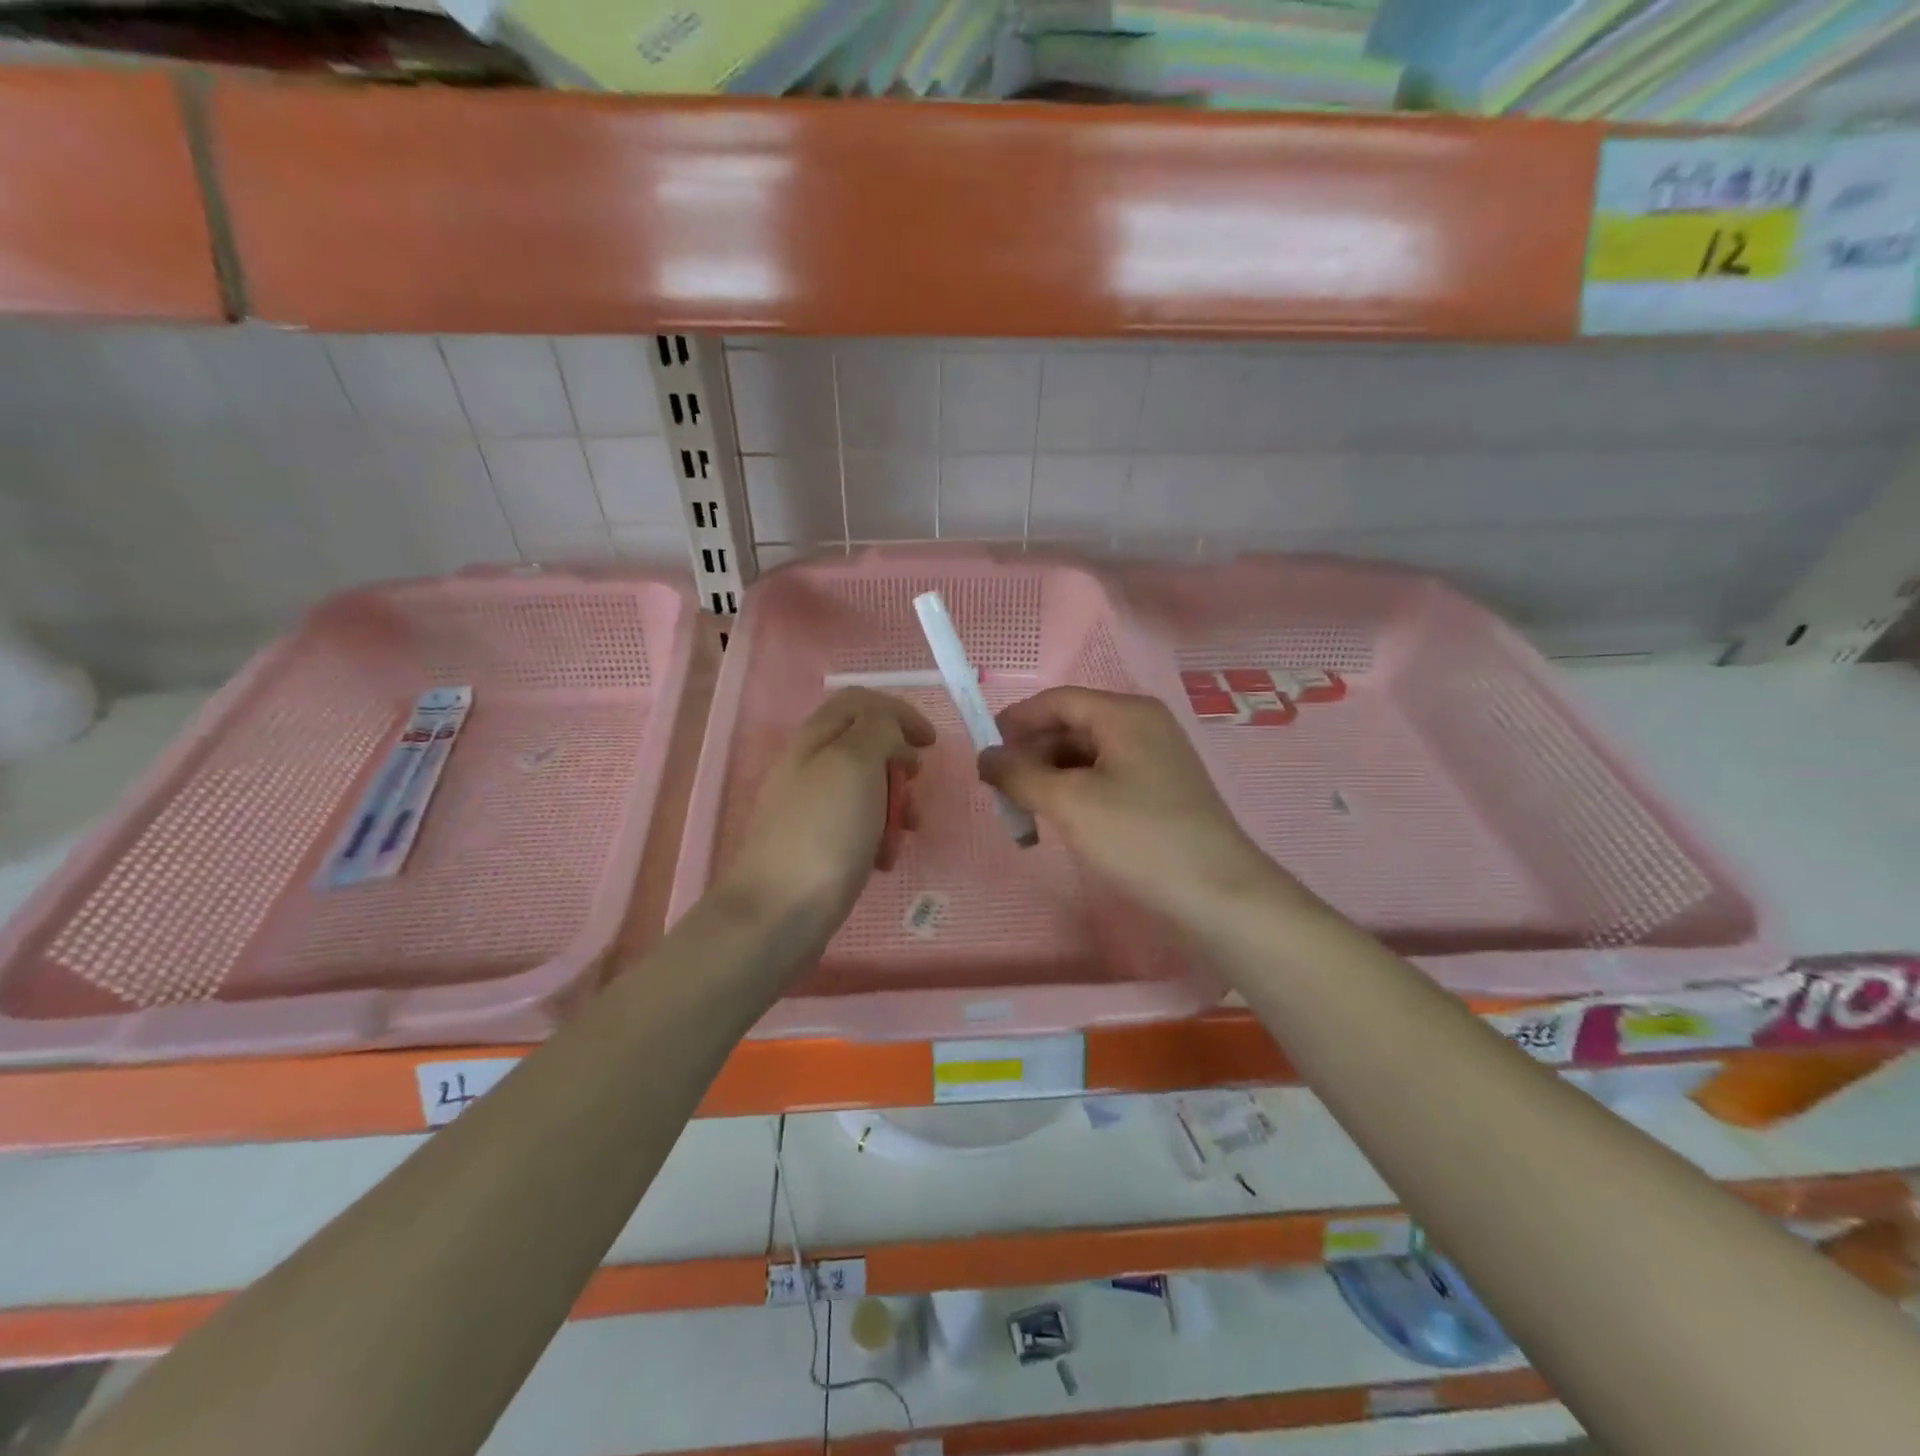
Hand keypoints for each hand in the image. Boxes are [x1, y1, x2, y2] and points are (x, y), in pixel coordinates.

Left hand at [719, 689, 935, 938]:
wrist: (778, 912)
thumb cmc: (825, 831)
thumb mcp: (855, 763)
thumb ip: (878, 730)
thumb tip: (891, 730)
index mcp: (816, 737)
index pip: (861, 702)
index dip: (900, 713)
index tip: (930, 744)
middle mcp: (809, 765)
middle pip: (865, 744)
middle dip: (899, 763)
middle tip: (915, 786)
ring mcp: (810, 807)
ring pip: (866, 788)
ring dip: (895, 803)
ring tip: (908, 830)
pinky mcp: (816, 845)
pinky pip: (857, 826)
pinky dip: (878, 835)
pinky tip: (884, 860)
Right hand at [979, 688, 1292, 928]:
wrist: (1218, 894)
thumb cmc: (1139, 837)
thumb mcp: (1069, 802)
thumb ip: (1019, 774)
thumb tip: (984, 756)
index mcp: (1125, 714)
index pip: (1058, 701)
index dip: (1016, 722)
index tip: (983, 751)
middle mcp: (1143, 726)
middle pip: (1072, 726)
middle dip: (1032, 754)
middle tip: (1000, 789)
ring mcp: (1155, 760)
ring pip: (1087, 756)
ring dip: (1050, 777)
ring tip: (1024, 810)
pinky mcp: (1160, 792)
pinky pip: (1105, 779)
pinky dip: (1076, 793)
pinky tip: (1059, 820)